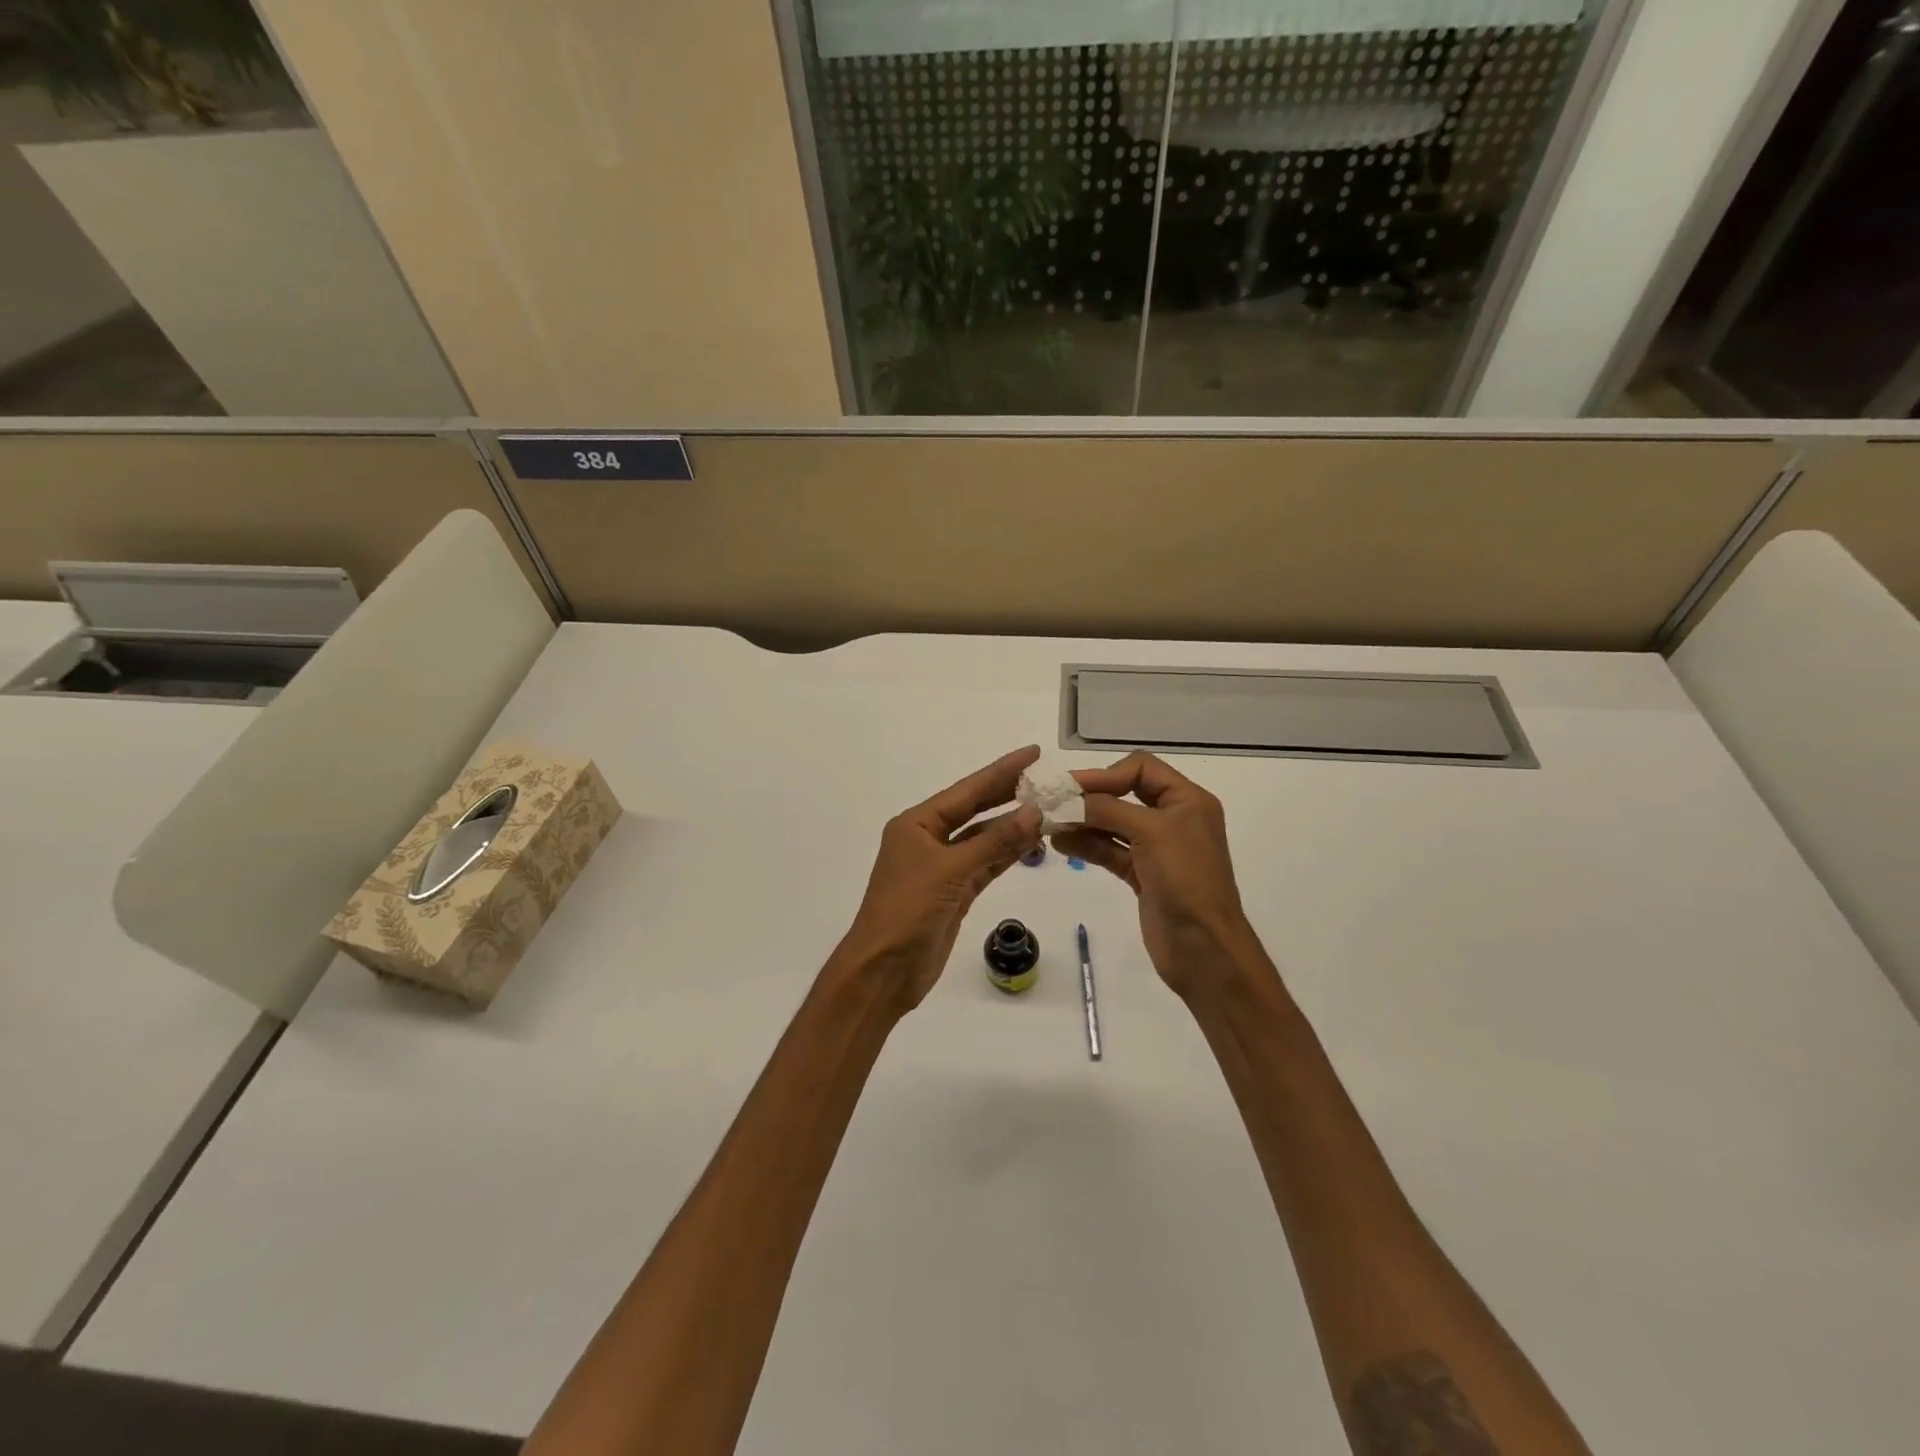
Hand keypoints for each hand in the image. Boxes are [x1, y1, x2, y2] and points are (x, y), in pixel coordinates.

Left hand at [834, 746, 1043, 1015]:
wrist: (884, 970)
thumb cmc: (907, 911)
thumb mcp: (951, 871)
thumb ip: (995, 842)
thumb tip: (1034, 811)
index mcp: (916, 824)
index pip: (967, 791)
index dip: (1001, 771)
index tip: (1032, 753)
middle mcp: (928, 840)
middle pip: (975, 810)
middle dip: (1008, 795)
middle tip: (1046, 779)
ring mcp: (942, 868)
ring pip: (983, 840)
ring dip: (1013, 828)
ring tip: (1049, 810)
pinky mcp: (954, 894)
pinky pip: (986, 866)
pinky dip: (1007, 855)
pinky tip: (1032, 844)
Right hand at [1053, 752, 1272, 1001]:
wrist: (1204, 948)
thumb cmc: (1186, 880)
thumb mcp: (1151, 832)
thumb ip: (1108, 809)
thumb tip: (1068, 799)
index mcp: (1187, 800)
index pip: (1142, 768)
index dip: (1106, 773)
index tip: (1072, 786)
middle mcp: (1173, 819)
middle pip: (1124, 793)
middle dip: (1090, 797)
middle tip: (1053, 802)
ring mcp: (1156, 848)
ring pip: (1113, 823)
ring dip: (1083, 821)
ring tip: (1050, 824)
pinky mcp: (1142, 874)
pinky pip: (1109, 850)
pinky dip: (1086, 845)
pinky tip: (1061, 843)